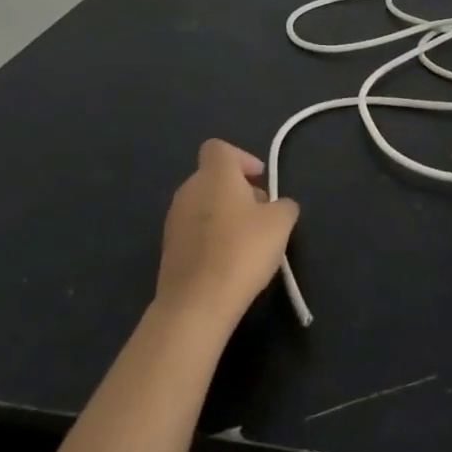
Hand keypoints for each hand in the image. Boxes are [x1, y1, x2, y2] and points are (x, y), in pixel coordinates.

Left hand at [153, 140, 299, 332]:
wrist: (196, 304)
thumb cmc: (241, 250)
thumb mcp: (281, 223)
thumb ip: (284, 205)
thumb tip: (278, 206)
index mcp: (214, 174)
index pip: (219, 148)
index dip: (242, 158)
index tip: (259, 180)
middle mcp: (188, 190)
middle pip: (213, 177)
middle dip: (238, 190)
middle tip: (261, 214)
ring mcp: (174, 221)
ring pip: (203, 205)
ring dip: (224, 215)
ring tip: (247, 242)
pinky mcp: (168, 250)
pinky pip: (194, 231)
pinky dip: (211, 238)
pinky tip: (228, 262)